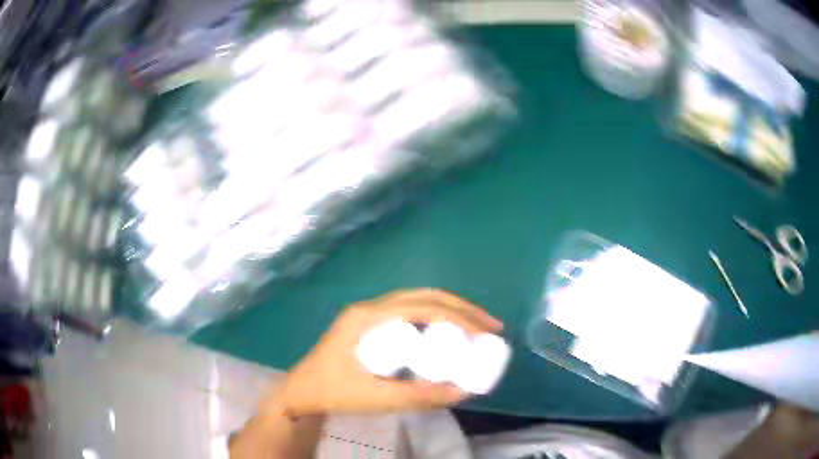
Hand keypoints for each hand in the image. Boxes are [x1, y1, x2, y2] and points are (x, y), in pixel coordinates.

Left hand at [268, 289, 503, 415]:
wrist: (301, 392)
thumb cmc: (332, 392)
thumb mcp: (376, 398)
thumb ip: (419, 396)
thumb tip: (463, 391)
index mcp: (368, 317)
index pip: (423, 307)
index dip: (459, 317)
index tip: (486, 333)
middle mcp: (370, 308)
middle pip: (424, 297)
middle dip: (462, 308)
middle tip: (491, 327)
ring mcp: (369, 315)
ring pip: (418, 301)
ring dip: (450, 310)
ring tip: (477, 328)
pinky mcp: (370, 325)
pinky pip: (410, 313)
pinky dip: (435, 319)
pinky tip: (447, 335)